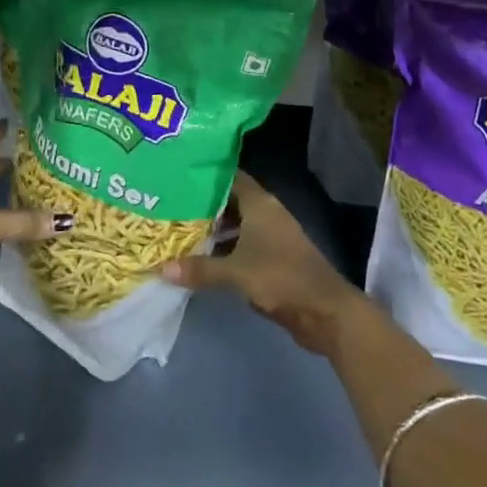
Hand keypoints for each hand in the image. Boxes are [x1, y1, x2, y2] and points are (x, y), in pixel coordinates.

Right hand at [160, 171, 364, 354]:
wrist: (325, 311)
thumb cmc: (280, 277)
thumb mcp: (235, 272)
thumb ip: (199, 269)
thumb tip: (161, 268)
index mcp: (260, 203)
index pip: (230, 177)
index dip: (206, 175)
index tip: (178, 176)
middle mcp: (266, 213)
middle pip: (230, 201)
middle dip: (203, 204)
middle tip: (171, 205)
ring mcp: (272, 236)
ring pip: (236, 224)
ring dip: (214, 229)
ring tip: (180, 230)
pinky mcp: (274, 258)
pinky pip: (243, 244)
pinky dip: (225, 248)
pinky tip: (203, 258)